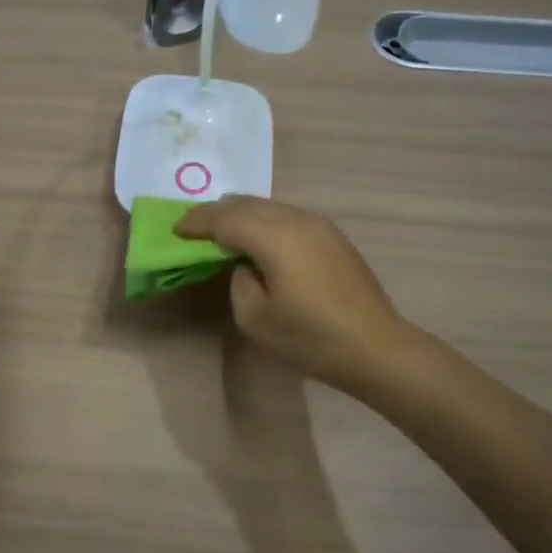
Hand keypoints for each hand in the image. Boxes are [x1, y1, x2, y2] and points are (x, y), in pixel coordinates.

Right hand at [176, 196, 415, 395]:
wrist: (376, 348)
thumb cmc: (310, 338)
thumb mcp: (255, 317)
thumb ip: (238, 281)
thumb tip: (244, 264)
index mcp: (275, 237)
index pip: (225, 219)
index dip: (197, 223)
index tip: (175, 230)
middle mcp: (297, 220)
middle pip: (247, 204)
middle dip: (216, 212)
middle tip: (193, 226)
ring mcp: (319, 225)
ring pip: (270, 206)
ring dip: (241, 213)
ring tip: (221, 228)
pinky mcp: (333, 236)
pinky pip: (287, 216)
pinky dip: (264, 220)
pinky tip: (258, 237)